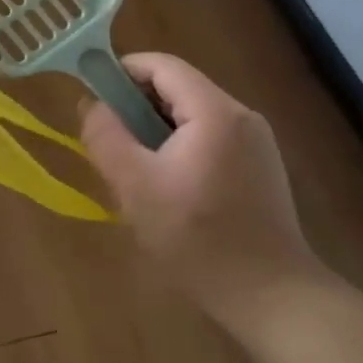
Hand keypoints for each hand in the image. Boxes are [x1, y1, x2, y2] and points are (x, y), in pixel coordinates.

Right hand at [81, 53, 326, 321]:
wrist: (272, 297)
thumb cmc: (197, 238)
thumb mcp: (135, 186)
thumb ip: (105, 135)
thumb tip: (91, 104)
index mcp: (215, 111)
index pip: (161, 65)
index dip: (121, 72)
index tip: (94, 100)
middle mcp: (241, 116)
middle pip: (177, 88)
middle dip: (136, 107)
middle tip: (111, 143)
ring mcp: (256, 142)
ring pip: (191, 115)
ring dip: (155, 131)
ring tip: (135, 171)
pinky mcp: (260, 167)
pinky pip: (209, 138)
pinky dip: (179, 148)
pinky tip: (169, 189)